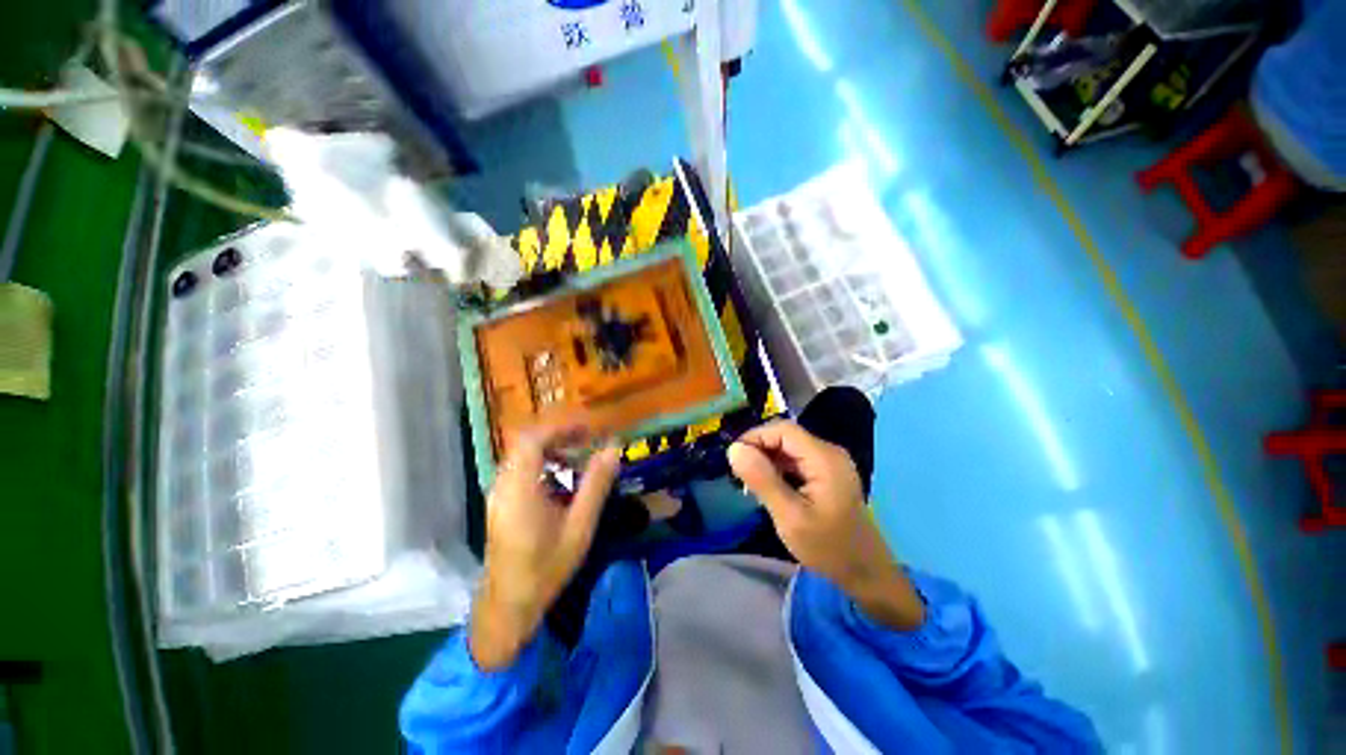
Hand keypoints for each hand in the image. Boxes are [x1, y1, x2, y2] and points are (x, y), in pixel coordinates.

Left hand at [470, 423, 621, 669]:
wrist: (508, 605)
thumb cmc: (546, 568)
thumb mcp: (579, 528)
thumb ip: (596, 485)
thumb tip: (613, 449)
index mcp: (520, 489)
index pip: (532, 439)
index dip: (560, 427)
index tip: (588, 427)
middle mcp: (503, 484)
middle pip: (526, 442)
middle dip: (559, 433)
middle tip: (589, 436)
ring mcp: (499, 492)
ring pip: (523, 453)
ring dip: (552, 445)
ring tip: (581, 451)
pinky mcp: (501, 500)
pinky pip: (521, 466)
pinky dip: (544, 460)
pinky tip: (564, 474)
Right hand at [728, 420, 924, 629]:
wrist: (865, 574)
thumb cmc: (827, 547)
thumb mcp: (789, 516)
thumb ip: (762, 480)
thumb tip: (734, 449)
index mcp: (824, 458)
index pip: (783, 430)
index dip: (755, 437)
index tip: (734, 458)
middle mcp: (829, 453)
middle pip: (786, 437)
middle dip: (760, 449)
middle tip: (739, 474)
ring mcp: (830, 463)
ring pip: (789, 448)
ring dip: (767, 460)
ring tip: (749, 482)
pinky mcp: (827, 474)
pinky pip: (797, 461)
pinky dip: (778, 468)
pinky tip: (768, 486)